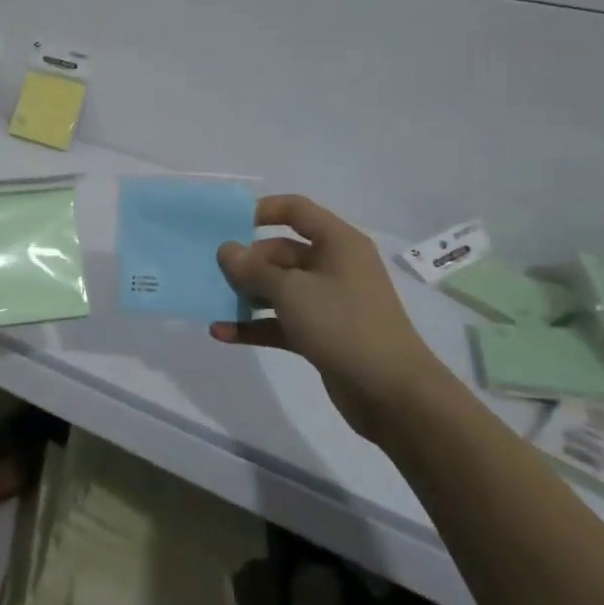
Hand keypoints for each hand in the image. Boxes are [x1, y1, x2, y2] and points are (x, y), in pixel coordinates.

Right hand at [211, 195, 442, 436]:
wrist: (392, 394)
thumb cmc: (343, 325)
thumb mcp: (291, 291)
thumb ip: (253, 269)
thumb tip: (227, 250)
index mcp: (337, 243)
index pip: (296, 210)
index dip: (261, 210)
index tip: (227, 224)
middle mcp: (334, 266)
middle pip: (281, 252)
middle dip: (247, 262)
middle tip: (212, 272)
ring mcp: (329, 302)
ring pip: (279, 289)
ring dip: (246, 296)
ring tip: (211, 301)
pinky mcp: (322, 335)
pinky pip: (282, 321)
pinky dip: (255, 325)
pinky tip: (222, 333)